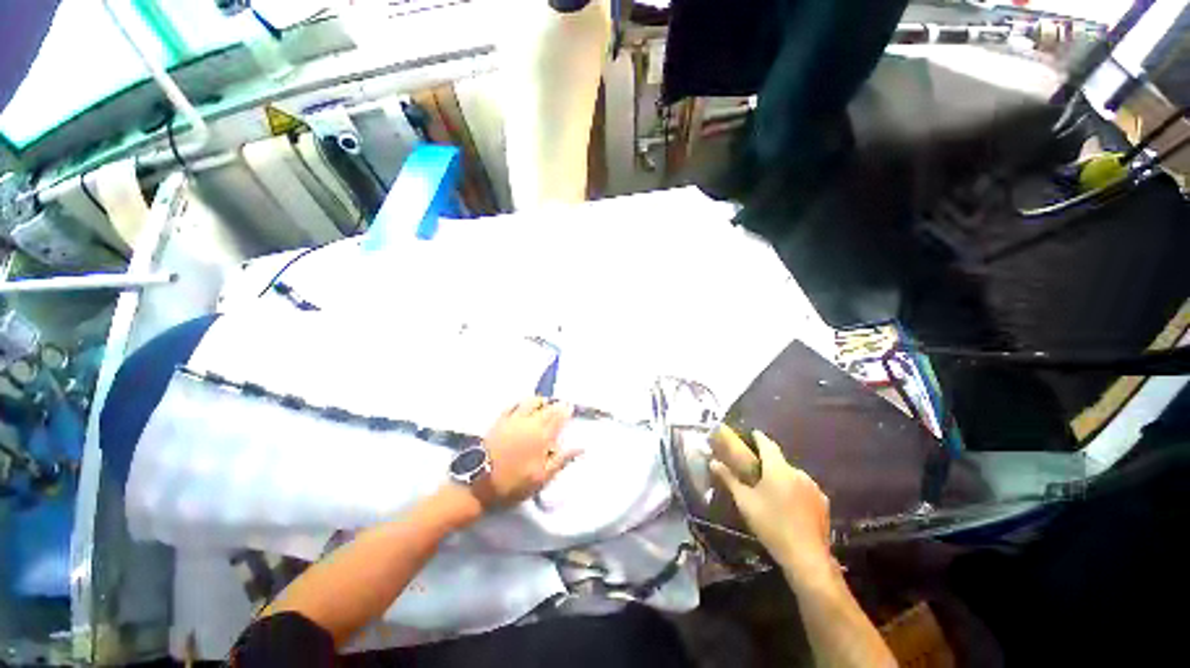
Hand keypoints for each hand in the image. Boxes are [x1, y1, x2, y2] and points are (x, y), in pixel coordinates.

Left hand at [475, 397, 578, 508]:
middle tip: (561, 404)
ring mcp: (513, 420)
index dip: (566, 411)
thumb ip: (562, 460)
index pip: (558, 417)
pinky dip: (521, 401)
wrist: (479, 482)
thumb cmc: (514, 483)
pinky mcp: (499, 421)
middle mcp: (530, 423)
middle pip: (546, 407)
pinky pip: (513, 405)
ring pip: (530, 402)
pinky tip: (523, 403)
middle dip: (556, 404)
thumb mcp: (542, 477)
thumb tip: (581, 447)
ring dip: (540, 400)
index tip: (571, 407)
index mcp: (542, 436)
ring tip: (544, 402)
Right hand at [710, 429, 832, 578]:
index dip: (758, 437)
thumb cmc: (771, 525)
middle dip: (768, 462)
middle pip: (780, 461)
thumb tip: (713, 462)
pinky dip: (794, 490)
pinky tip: (789, 505)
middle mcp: (798, 473)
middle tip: (756, 470)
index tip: (752, 433)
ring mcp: (813, 487)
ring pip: (792, 475)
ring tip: (771, 490)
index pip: (767, 444)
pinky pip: (804, 488)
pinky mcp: (823, 502)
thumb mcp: (745, 502)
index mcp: (778, 469)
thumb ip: (729, 479)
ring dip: (782, 477)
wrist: (806, 556)